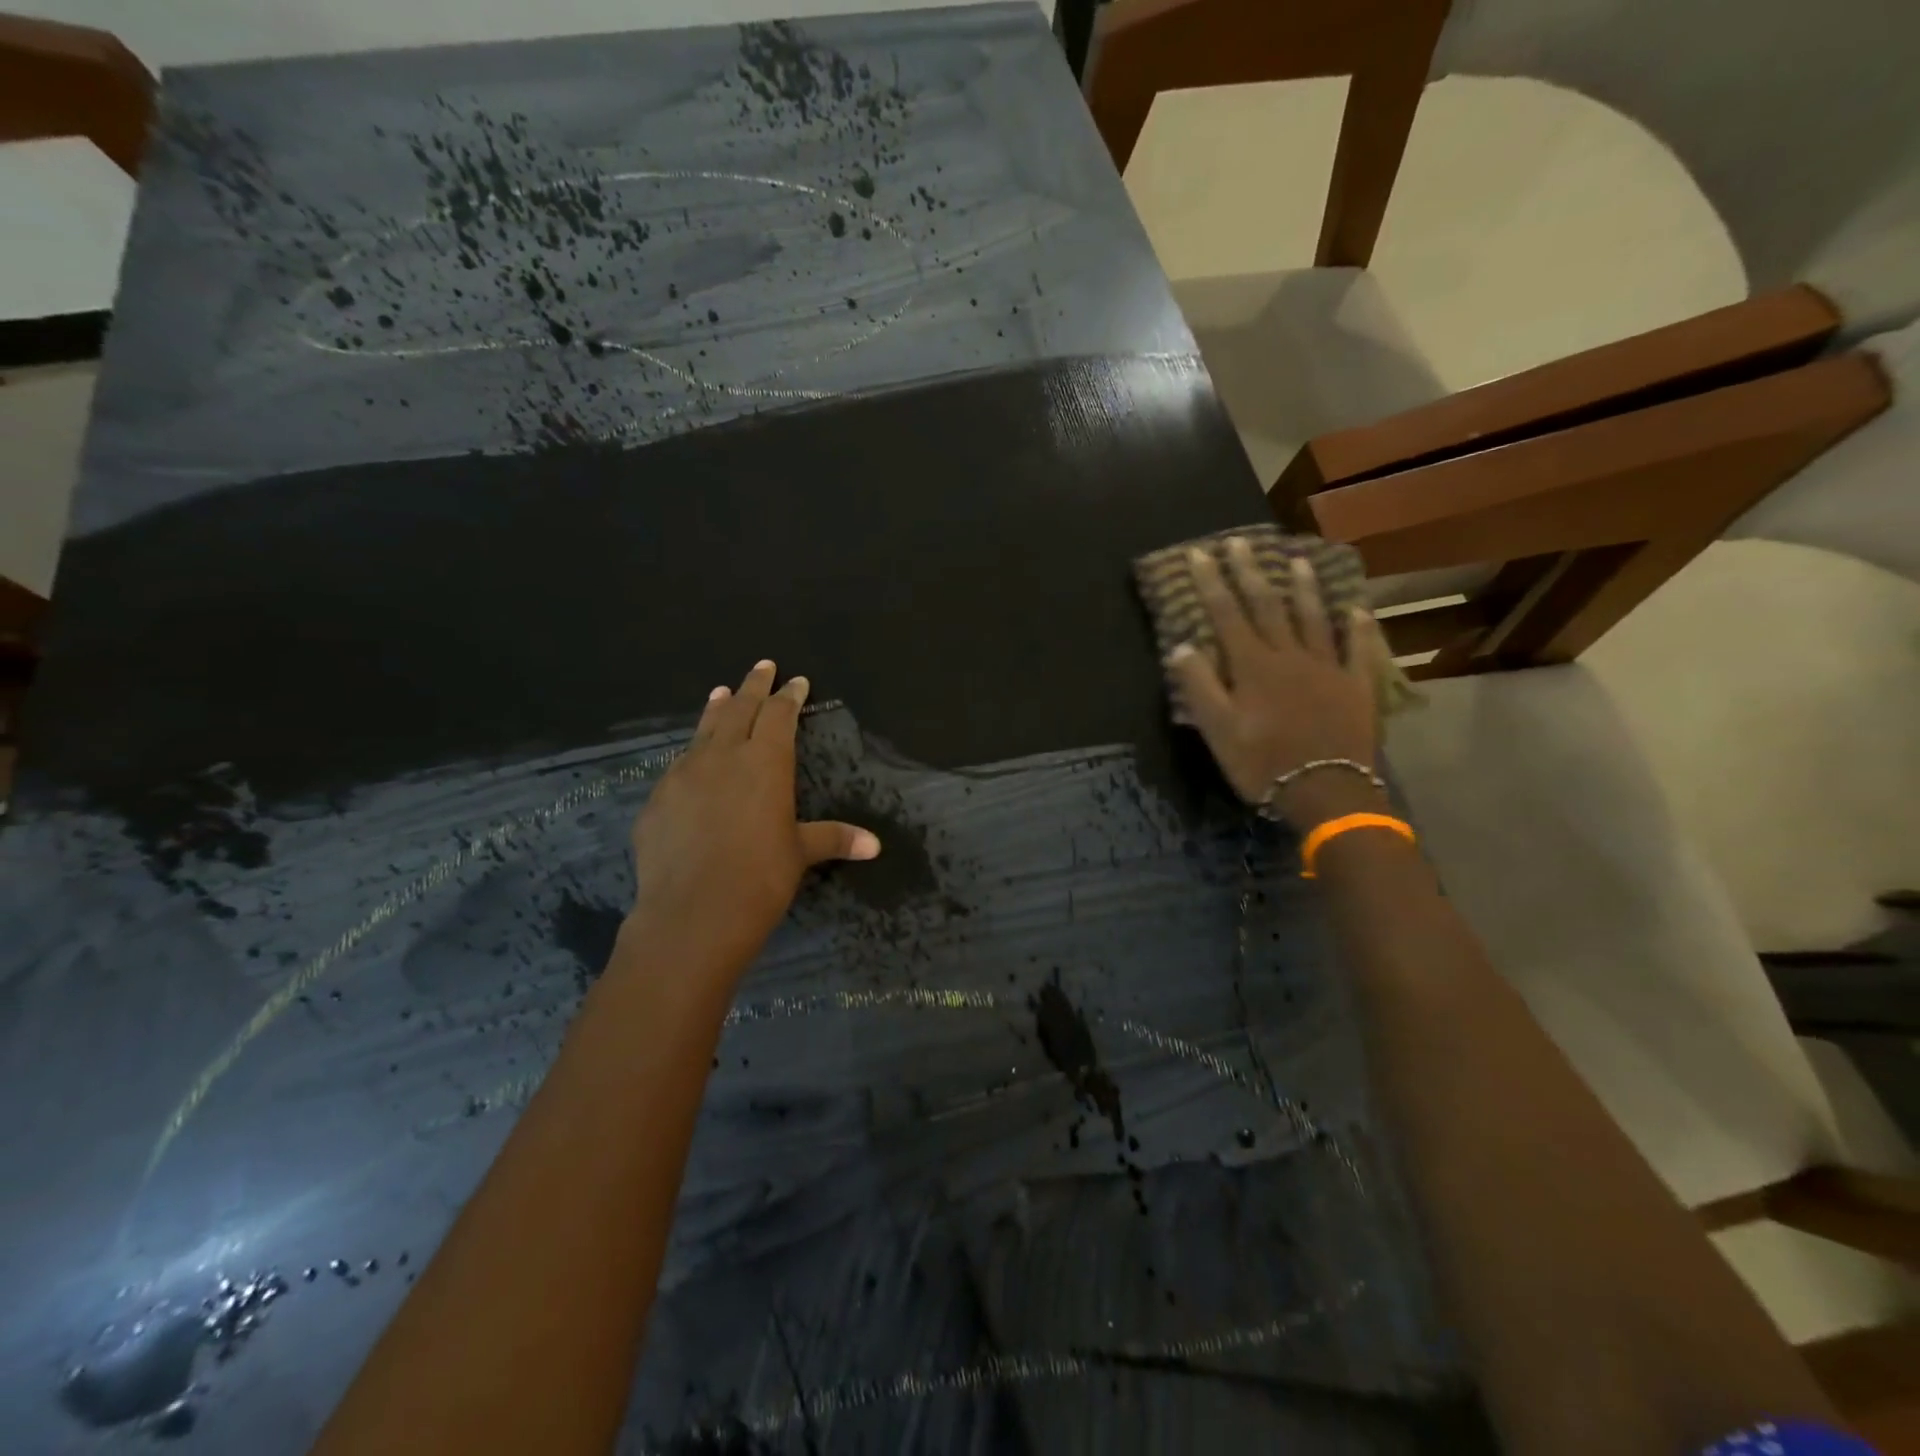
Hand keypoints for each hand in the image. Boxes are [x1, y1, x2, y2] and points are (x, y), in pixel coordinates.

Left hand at [626, 660, 879, 978]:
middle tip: (763, 666)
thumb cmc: (760, 878)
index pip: (780, 715)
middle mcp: (724, 756)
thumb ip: (834, 838)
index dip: (790, 696)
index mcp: (765, 761)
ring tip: (721, 692)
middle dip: (754, 686)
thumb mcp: (800, 853)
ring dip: (717, 709)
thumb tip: (875, 845)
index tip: (796, 681)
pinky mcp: (657, 800)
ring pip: (704, 730)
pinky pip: (679, 765)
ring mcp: (684, 775)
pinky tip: (692, 760)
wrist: (692, 914)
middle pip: (740, 708)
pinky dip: (692, 752)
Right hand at [1166, 538, 1389, 830]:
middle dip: (1250, 573)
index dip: (1212, 583)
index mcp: (1252, 666)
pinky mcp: (1356, 685)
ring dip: (1303, 587)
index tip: (1200, 553)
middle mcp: (1289, 655)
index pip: (1227, 614)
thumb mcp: (1217, 730)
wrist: (1325, 791)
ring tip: (1297, 559)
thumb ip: (1199, 686)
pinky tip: (1356, 608)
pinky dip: (1357, 627)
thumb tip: (1181, 646)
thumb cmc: (1262, 763)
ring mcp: (1327, 667)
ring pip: (1313, 618)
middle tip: (1240, 543)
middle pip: (1268, 606)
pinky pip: (1357, 648)